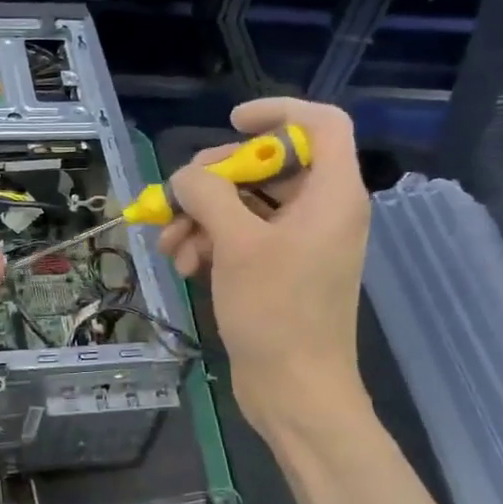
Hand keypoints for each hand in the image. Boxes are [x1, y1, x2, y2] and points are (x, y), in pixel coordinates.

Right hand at [157, 98, 368, 438]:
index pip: (321, 124)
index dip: (277, 113)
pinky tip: (184, 266)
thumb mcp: (237, 245)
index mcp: (332, 194)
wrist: (296, 391)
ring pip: (247, 204)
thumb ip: (209, 195)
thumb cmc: (276, 313)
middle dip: (215, 180)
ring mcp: (301, 243)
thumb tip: (185, 177)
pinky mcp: (280, 270)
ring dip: (203, 218)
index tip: (231, 122)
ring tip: (170, 247)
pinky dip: (212, 244)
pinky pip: (244, 237)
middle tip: (178, 198)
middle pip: (269, 165)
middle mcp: (322, 211)